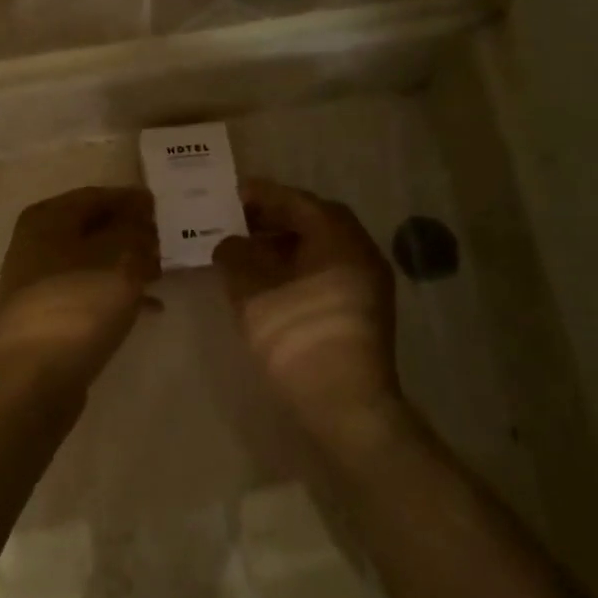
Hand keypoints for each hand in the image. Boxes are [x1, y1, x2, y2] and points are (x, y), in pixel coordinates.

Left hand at [0, 187, 161, 389]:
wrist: (33, 376)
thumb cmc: (78, 304)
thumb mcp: (120, 259)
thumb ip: (136, 232)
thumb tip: (142, 219)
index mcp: (47, 219)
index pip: (96, 196)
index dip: (131, 200)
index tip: (164, 207)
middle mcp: (35, 245)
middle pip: (91, 229)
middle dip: (131, 233)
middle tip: (167, 241)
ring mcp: (37, 284)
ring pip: (91, 263)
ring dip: (126, 265)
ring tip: (163, 272)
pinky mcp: (46, 318)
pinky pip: (87, 294)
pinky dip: (116, 295)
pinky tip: (149, 308)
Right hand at [212, 181, 401, 437]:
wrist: (345, 404)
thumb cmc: (297, 336)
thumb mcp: (252, 291)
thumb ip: (235, 256)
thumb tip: (230, 243)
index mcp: (339, 237)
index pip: (298, 201)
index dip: (262, 195)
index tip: (232, 193)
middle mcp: (360, 252)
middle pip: (315, 222)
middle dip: (275, 218)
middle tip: (238, 221)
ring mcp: (367, 284)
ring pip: (322, 249)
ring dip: (286, 244)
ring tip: (248, 251)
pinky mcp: (363, 311)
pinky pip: (328, 272)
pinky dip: (299, 267)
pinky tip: (271, 282)